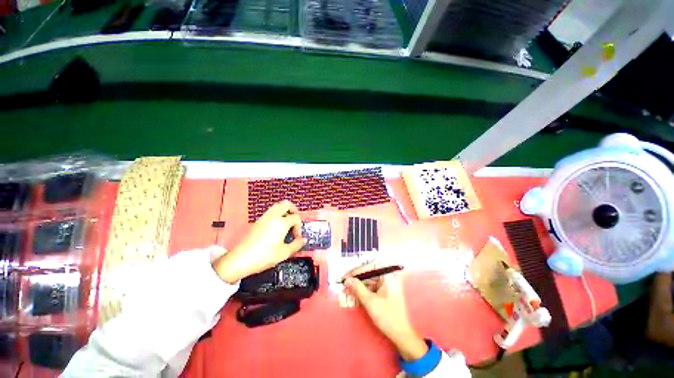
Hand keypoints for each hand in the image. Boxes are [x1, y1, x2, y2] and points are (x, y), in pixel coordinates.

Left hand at [213, 200, 306, 283]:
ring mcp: (264, 218)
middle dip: (294, 210)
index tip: (297, 237)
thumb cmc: (264, 256)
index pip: (296, 217)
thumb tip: (303, 240)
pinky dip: (277, 215)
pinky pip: (271, 212)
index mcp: (281, 223)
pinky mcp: (258, 221)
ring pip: (277, 206)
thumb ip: (297, 245)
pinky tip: (277, 228)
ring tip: (287, 223)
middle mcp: (273, 217)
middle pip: (286, 204)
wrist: (240, 260)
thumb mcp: (284, 253)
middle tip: (295, 221)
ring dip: (285, 211)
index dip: (299, 226)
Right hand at [344, 264, 427, 360]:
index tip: (345, 276)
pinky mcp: (386, 292)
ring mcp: (388, 285)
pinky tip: (355, 294)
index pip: (369, 267)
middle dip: (356, 279)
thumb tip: (347, 279)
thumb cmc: (387, 316)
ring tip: (347, 289)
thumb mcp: (370, 302)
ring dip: (359, 285)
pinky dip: (364, 291)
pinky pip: (373, 287)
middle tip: (344, 283)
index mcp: (387, 276)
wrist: (401, 335)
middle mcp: (388, 277)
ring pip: (370, 281)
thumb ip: (358, 288)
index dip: (356, 271)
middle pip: (369, 273)